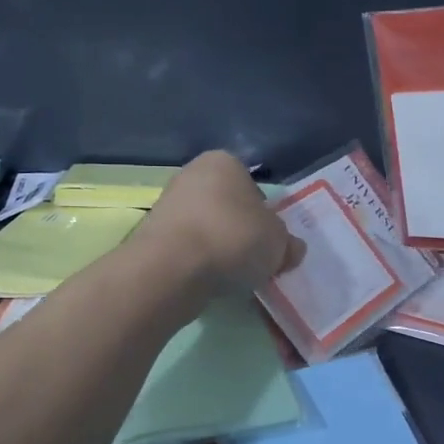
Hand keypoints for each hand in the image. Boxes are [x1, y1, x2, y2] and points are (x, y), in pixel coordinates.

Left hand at [131, 151, 304, 293]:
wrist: (172, 269)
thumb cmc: (233, 238)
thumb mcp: (279, 242)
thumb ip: (287, 244)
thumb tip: (291, 249)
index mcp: (224, 162)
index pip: (253, 187)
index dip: (265, 216)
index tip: (270, 241)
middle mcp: (192, 175)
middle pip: (228, 208)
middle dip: (241, 232)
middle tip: (256, 260)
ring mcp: (168, 205)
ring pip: (207, 229)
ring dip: (220, 250)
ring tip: (233, 276)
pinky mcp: (152, 236)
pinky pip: (188, 249)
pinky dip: (200, 263)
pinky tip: (210, 282)